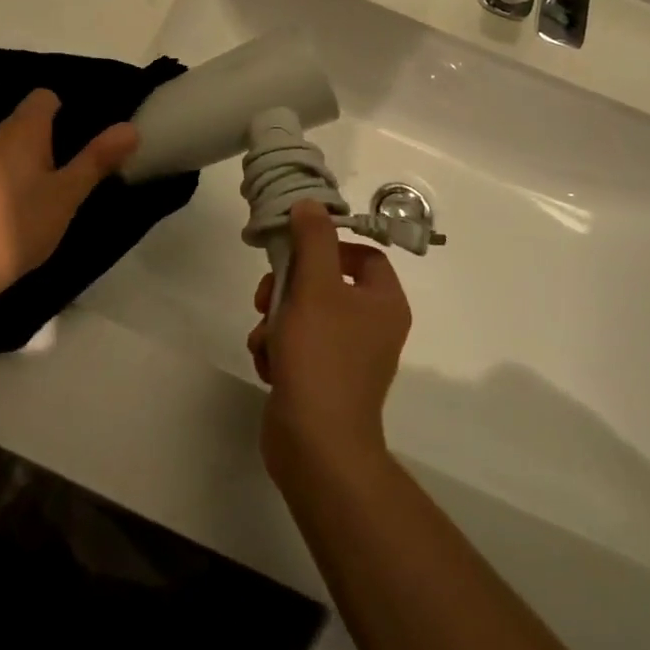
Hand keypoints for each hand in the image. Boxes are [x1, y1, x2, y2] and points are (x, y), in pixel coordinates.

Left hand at [0, 90, 138, 306]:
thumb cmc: (19, 224)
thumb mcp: (67, 194)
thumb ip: (97, 159)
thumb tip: (130, 127)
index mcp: (22, 127)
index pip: (46, 96)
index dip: (68, 111)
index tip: (84, 141)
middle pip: (29, 121)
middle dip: (53, 140)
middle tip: (77, 172)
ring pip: (12, 145)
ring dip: (32, 160)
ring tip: (52, 192)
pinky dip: (13, 176)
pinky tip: (22, 208)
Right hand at [247, 201, 410, 485]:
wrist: (317, 446)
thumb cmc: (321, 357)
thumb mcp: (315, 287)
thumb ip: (313, 239)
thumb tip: (311, 203)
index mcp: (384, 303)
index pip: (361, 254)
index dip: (327, 247)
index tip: (294, 252)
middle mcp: (372, 327)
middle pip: (325, 283)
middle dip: (288, 287)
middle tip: (265, 297)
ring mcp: (348, 357)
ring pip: (303, 314)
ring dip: (275, 320)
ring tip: (265, 338)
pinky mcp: (323, 381)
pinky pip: (297, 346)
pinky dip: (278, 349)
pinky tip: (268, 362)